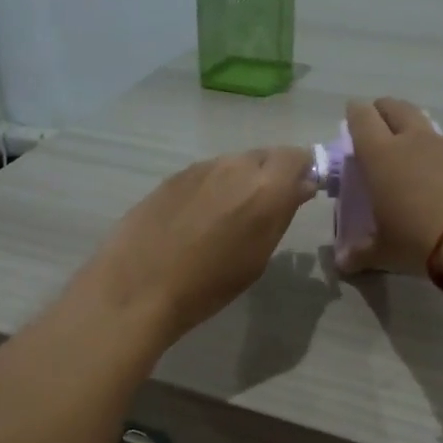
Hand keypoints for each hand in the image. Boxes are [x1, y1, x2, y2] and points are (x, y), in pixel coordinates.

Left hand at [73, 147, 317, 342]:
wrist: (139, 285)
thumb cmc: (207, 286)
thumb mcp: (257, 258)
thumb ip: (280, 216)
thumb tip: (298, 189)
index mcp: (266, 188)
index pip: (298, 158)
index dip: (303, 173)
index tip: (300, 194)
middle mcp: (236, 166)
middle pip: (266, 156)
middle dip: (273, 175)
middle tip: (266, 207)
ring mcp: (201, 167)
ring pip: (234, 163)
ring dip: (241, 180)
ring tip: (229, 215)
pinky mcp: (173, 176)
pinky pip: (206, 173)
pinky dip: (213, 187)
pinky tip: (198, 217)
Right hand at [340, 98, 442, 273]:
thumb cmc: (421, 241)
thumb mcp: (386, 253)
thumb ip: (362, 254)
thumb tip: (343, 263)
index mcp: (383, 158)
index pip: (363, 120)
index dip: (356, 113)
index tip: (354, 111)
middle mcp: (419, 142)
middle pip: (399, 109)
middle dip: (387, 110)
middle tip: (383, 119)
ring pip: (437, 132)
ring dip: (429, 141)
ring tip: (430, 164)